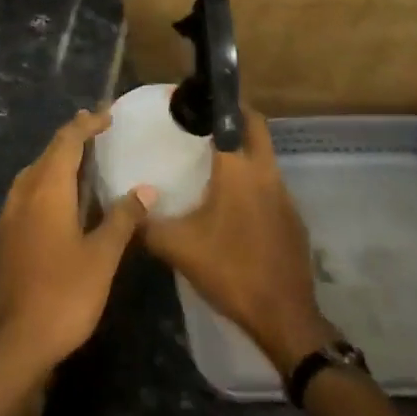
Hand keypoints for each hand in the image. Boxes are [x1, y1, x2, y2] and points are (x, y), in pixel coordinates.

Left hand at [0, 109, 151, 379]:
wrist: (11, 343)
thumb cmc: (62, 295)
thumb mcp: (101, 258)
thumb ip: (122, 220)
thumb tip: (145, 189)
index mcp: (46, 191)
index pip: (66, 142)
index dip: (85, 125)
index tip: (106, 115)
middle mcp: (22, 195)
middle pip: (46, 155)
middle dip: (70, 139)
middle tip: (95, 131)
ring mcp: (8, 217)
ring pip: (32, 175)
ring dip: (55, 162)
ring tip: (79, 163)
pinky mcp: (3, 239)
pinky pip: (25, 196)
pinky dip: (45, 185)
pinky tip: (58, 204)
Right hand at [142, 107, 336, 374]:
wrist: (283, 317)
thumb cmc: (229, 270)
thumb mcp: (177, 247)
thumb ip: (145, 223)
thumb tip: (124, 207)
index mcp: (239, 170)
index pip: (235, 118)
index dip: (217, 103)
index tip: (193, 99)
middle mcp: (266, 174)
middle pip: (257, 129)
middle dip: (235, 118)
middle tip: (203, 123)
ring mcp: (285, 197)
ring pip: (264, 159)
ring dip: (243, 152)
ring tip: (211, 161)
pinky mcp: (293, 220)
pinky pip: (269, 187)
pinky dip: (251, 183)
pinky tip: (230, 204)